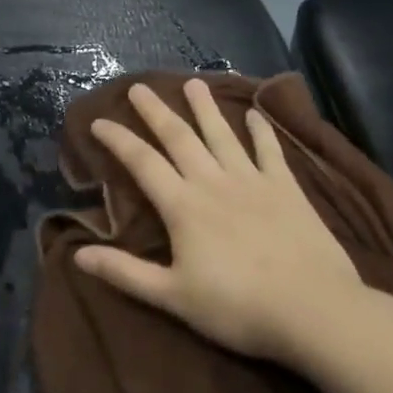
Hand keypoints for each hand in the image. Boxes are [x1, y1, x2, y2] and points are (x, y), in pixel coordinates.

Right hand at [74, 78, 369, 365]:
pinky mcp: (286, 188)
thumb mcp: (173, 297)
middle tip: (138, 87)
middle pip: (178, 137)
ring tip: (192, 83)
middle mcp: (213, 182)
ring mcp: (252, 180)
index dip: (118, 139)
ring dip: (204, 107)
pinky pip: (270, 151)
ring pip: (221, 134)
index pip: (142, 162)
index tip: (98, 121)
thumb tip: (78, 254)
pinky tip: (255, 114)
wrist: (313, 310)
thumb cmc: (238, 307)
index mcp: (182, 205)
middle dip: (155, 111)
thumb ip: (126, 273)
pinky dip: (261, 131)